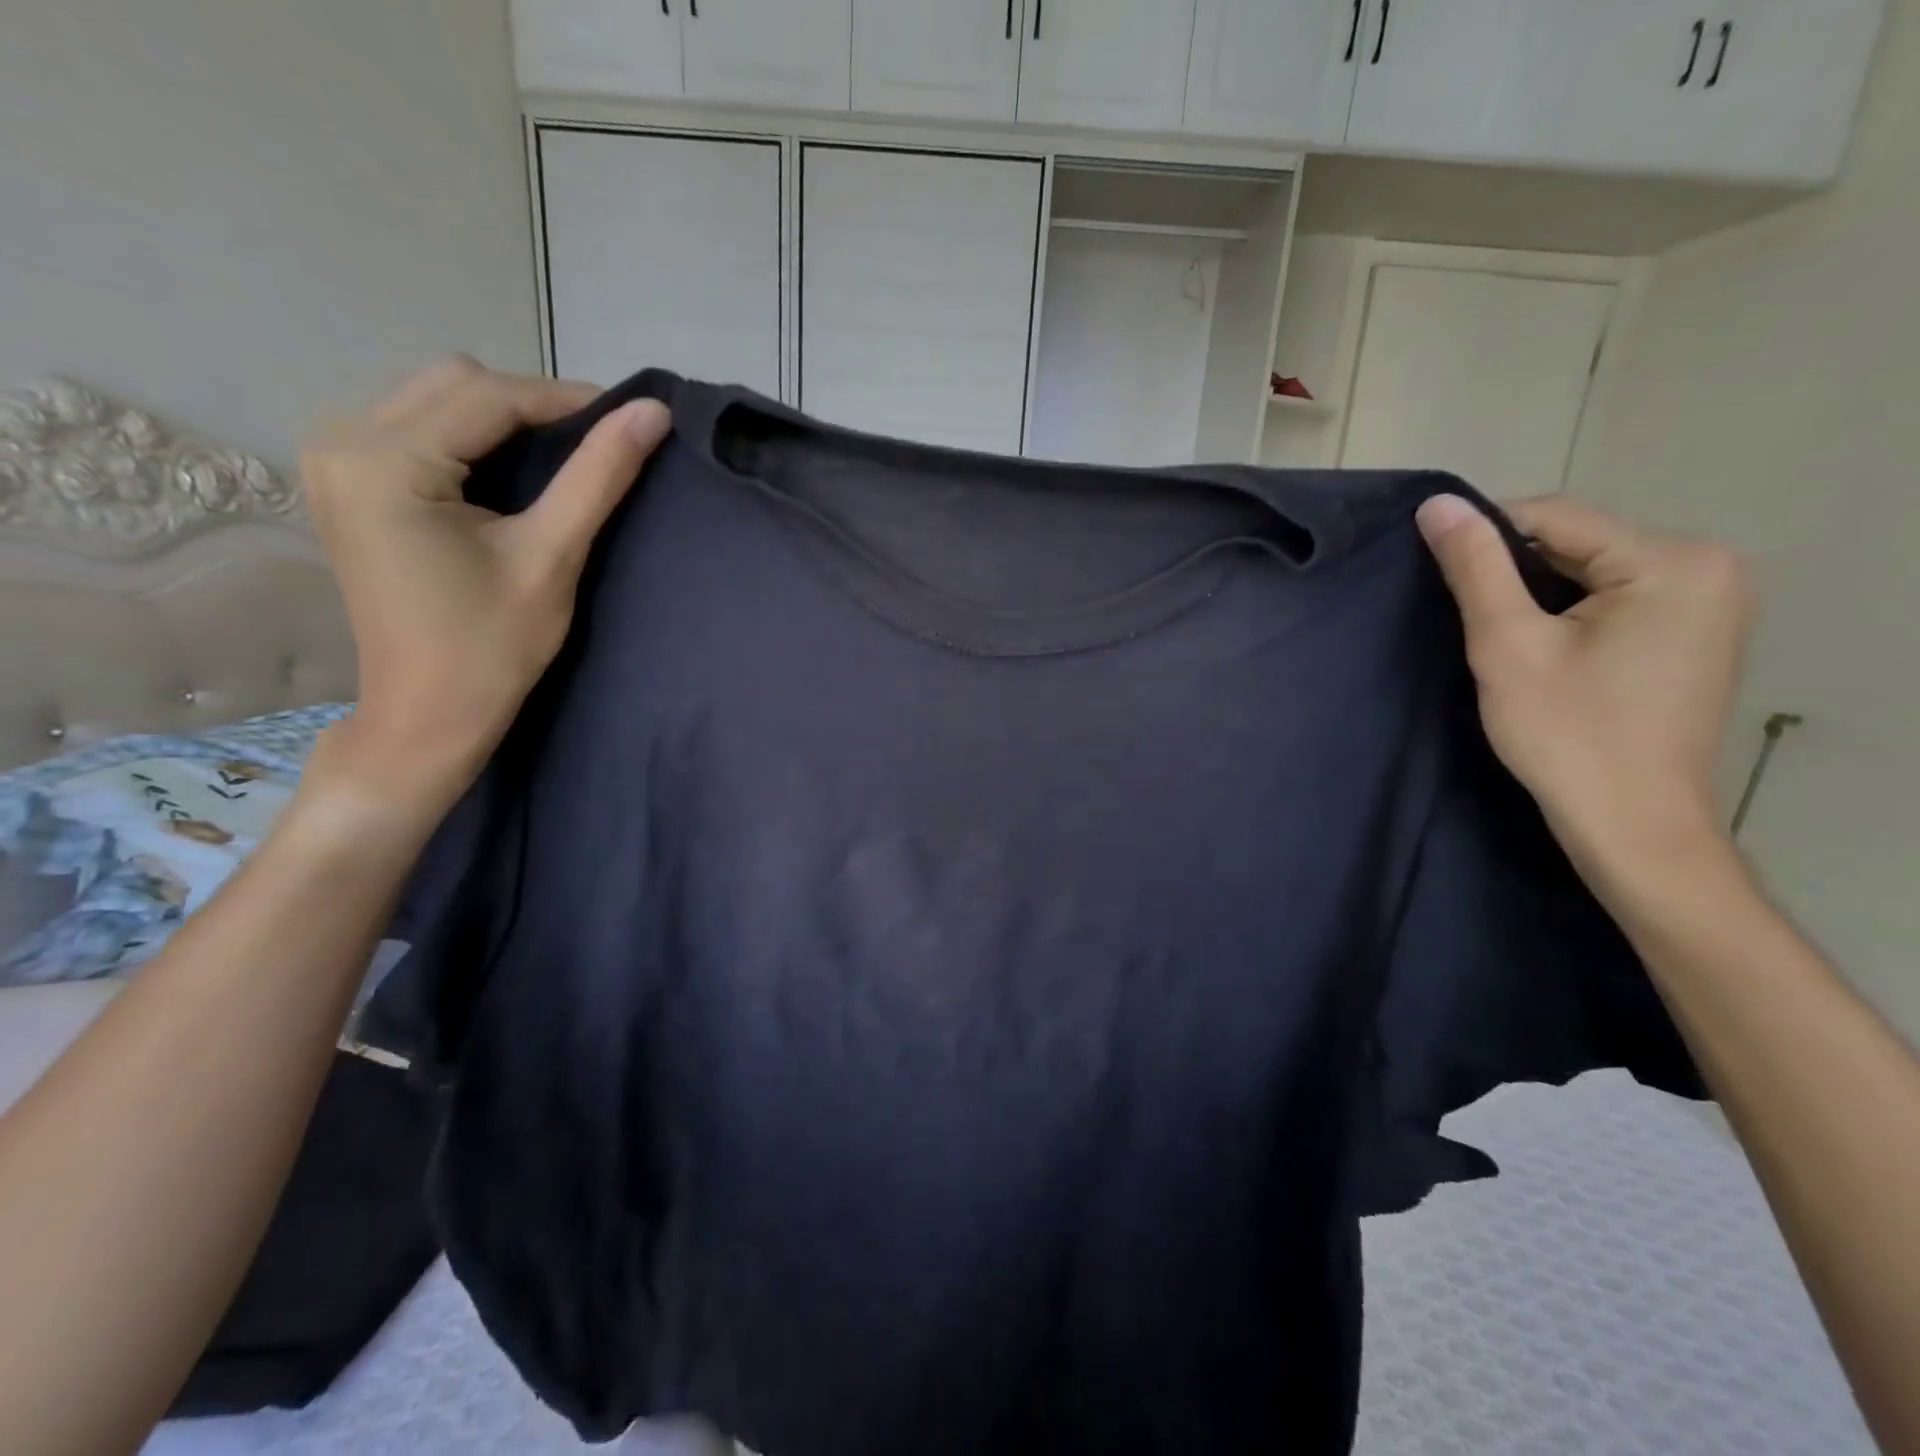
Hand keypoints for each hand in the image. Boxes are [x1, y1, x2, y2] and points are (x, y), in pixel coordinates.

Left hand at [301, 357, 670, 802]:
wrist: (428, 712)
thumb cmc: (492, 646)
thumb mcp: (551, 556)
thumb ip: (598, 476)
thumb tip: (653, 413)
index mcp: (384, 461)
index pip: (489, 396)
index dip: (567, 399)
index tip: (630, 418)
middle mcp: (341, 441)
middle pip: (456, 383)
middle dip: (534, 406)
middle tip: (596, 446)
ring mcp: (334, 458)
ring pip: (436, 397)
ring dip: (504, 419)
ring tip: (560, 461)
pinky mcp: (345, 480)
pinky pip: (417, 426)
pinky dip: (472, 438)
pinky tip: (508, 475)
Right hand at [1415, 493, 1754, 887]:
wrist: (1632, 823)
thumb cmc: (1567, 734)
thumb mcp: (1507, 644)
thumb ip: (1475, 568)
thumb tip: (1438, 504)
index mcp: (1672, 560)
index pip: (1555, 517)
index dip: (1484, 535)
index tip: (1432, 569)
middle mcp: (1710, 566)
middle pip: (1580, 543)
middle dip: (1513, 570)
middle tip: (1460, 612)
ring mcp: (1712, 601)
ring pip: (1594, 571)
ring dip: (1537, 592)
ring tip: (1493, 632)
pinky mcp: (1698, 632)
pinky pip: (1617, 598)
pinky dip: (1569, 612)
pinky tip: (1539, 645)